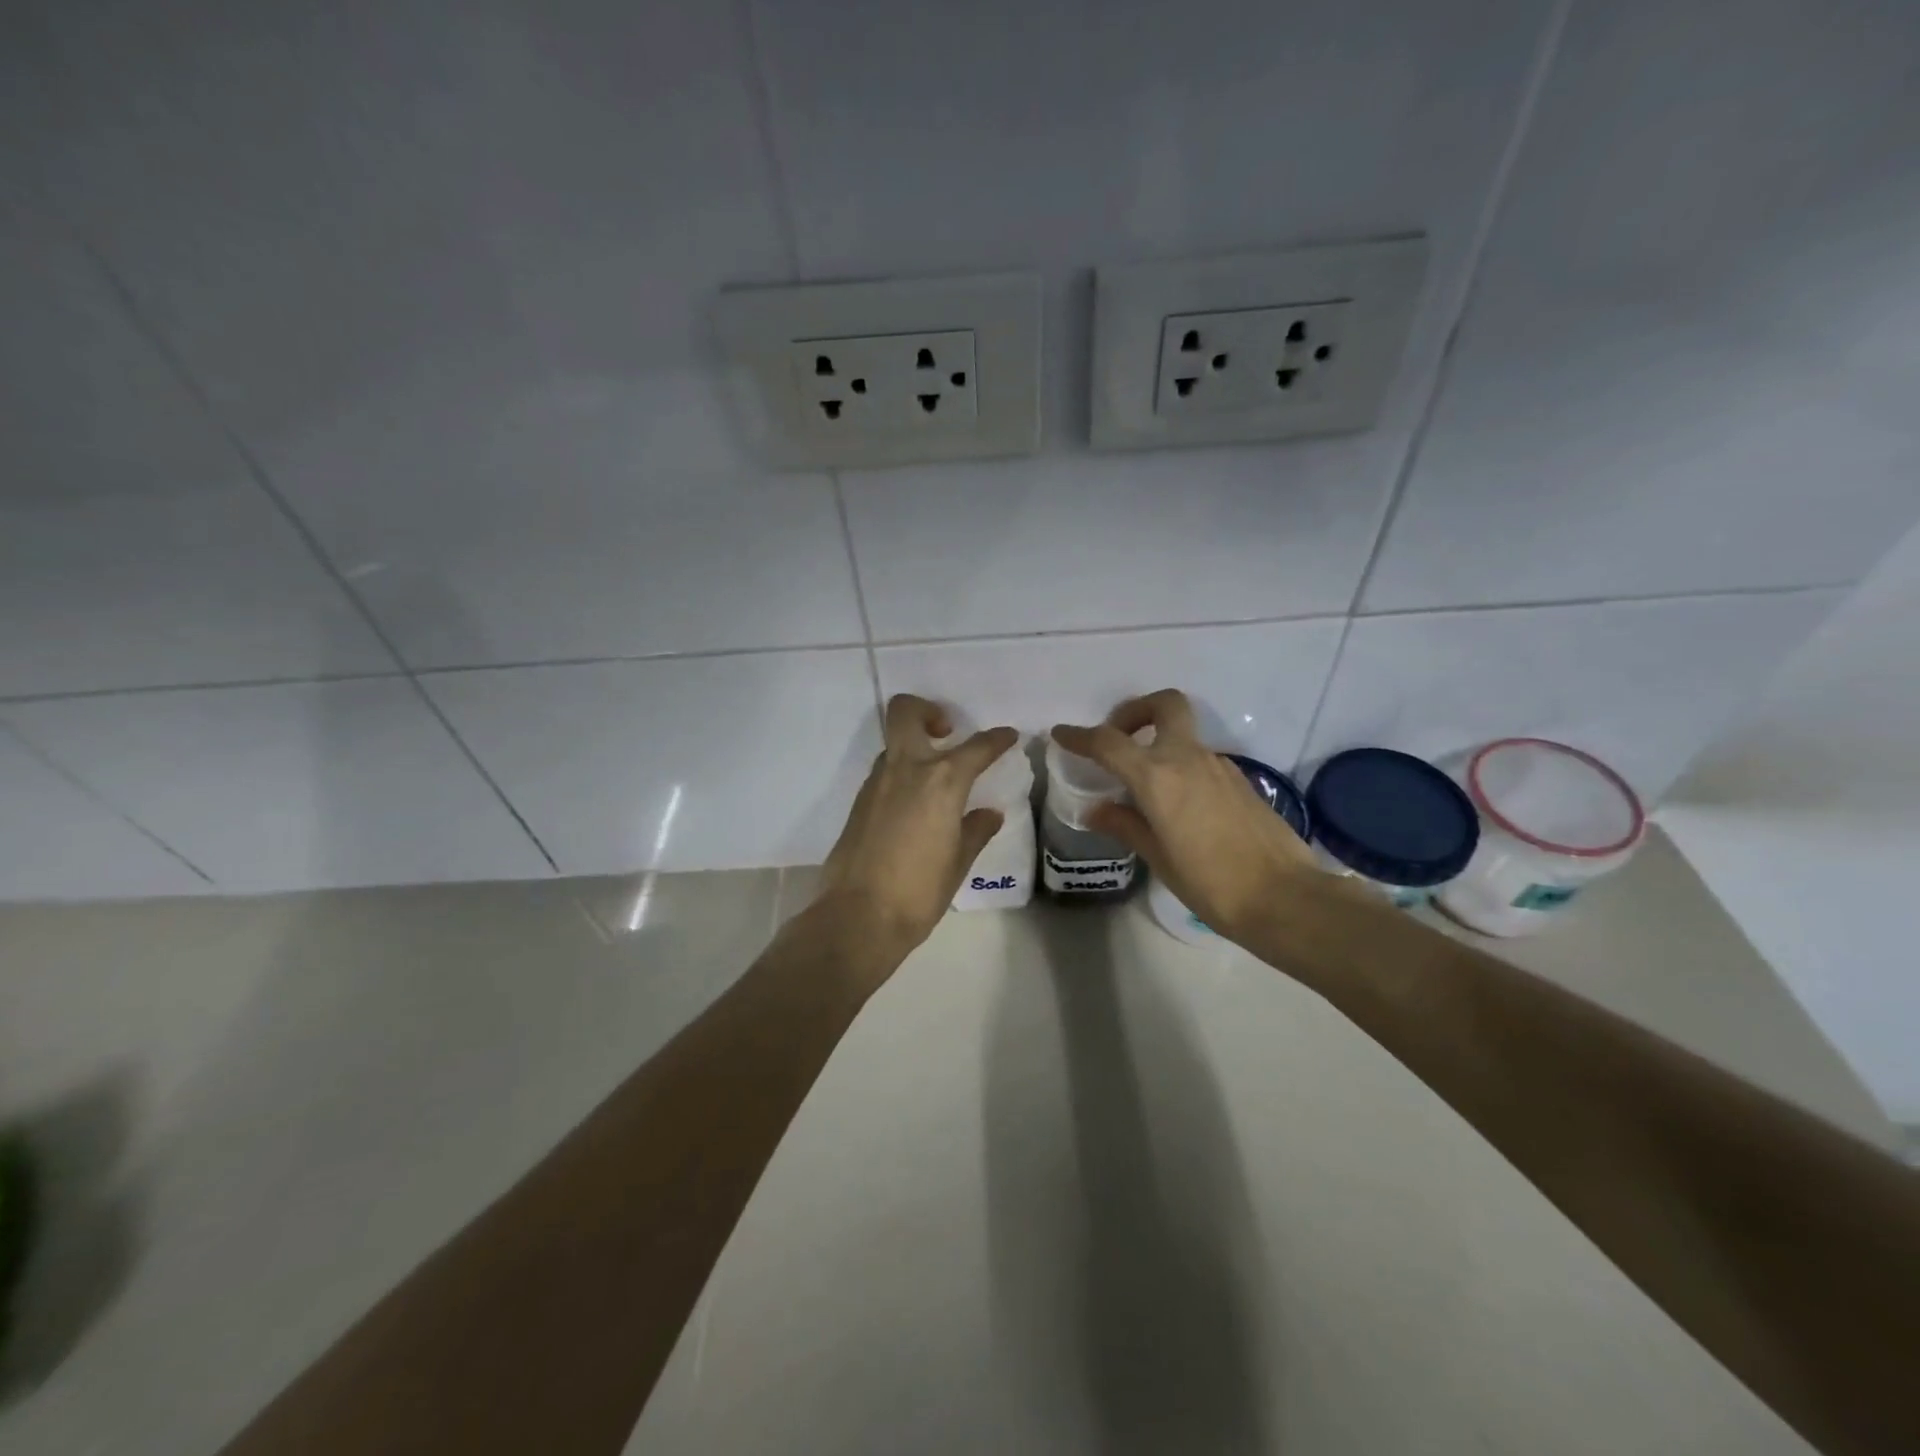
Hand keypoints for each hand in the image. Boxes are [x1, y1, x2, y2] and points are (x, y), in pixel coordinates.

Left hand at [814, 694, 1018, 962]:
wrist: (857, 917)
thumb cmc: (918, 892)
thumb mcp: (958, 862)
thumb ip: (975, 831)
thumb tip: (989, 814)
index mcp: (940, 781)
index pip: (976, 748)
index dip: (996, 739)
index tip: (1007, 736)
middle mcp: (905, 770)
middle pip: (906, 712)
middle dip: (927, 710)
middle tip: (946, 731)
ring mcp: (876, 784)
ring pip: (894, 744)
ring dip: (914, 747)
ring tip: (935, 778)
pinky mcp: (858, 803)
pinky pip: (884, 773)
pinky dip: (902, 775)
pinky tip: (915, 807)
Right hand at [1052, 689, 1317, 946]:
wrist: (1285, 897)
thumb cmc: (1211, 883)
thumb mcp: (1158, 857)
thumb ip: (1125, 825)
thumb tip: (1097, 809)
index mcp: (1158, 777)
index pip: (1109, 742)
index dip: (1080, 736)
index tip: (1061, 735)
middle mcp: (1188, 758)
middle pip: (1164, 704)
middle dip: (1136, 710)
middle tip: (1119, 738)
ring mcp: (1219, 765)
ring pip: (1183, 734)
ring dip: (1158, 743)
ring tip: (1143, 784)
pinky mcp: (1240, 780)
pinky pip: (1200, 759)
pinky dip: (1180, 765)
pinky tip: (1177, 804)